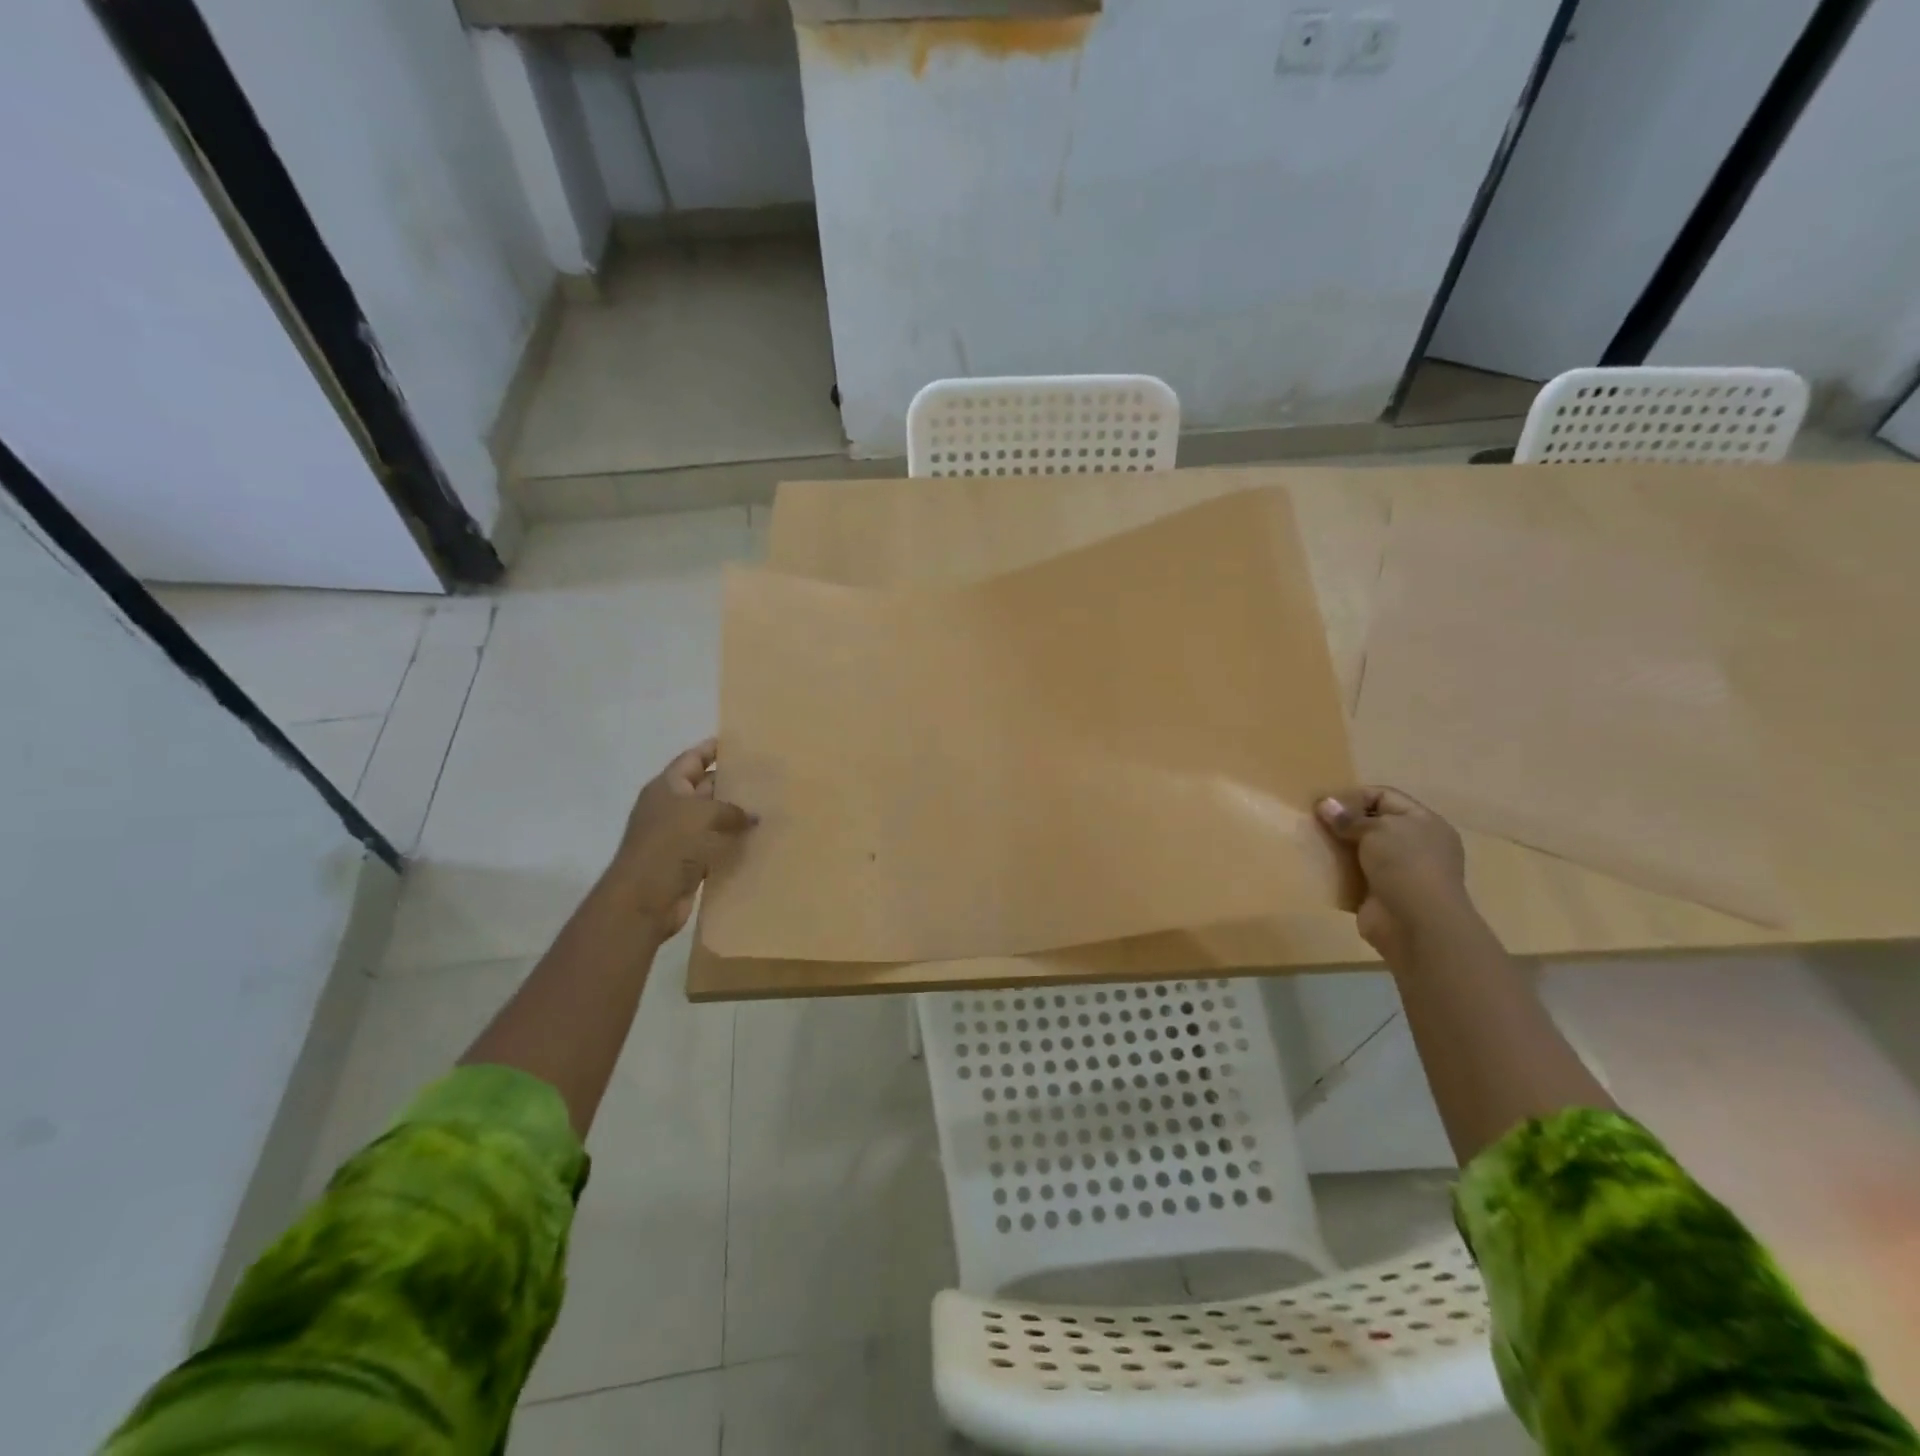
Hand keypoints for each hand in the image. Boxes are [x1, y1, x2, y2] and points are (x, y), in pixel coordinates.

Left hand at [609, 739, 755, 942]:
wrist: (644, 899)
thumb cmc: (668, 844)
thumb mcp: (702, 814)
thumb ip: (731, 810)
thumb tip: (753, 816)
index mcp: (666, 787)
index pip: (692, 759)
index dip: (712, 749)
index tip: (740, 743)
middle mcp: (671, 808)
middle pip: (705, 787)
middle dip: (732, 781)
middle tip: (766, 776)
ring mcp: (679, 836)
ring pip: (713, 818)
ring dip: (736, 815)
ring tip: (770, 806)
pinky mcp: (689, 862)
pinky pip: (716, 845)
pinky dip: (734, 842)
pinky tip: (759, 839)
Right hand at [1316, 787, 1472, 961]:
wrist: (1417, 924)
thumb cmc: (1405, 865)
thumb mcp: (1377, 830)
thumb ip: (1349, 817)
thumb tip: (1325, 804)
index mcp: (1423, 822)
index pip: (1384, 796)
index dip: (1353, 796)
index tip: (1323, 804)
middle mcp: (1414, 845)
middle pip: (1371, 823)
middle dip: (1342, 822)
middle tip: (1312, 822)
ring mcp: (1398, 872)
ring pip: (1361, 851)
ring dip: (1337, 847)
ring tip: (1310, 842)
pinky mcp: (1380, 895)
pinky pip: (1353, 876)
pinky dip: (1337, 872)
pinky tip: (1316, 867)